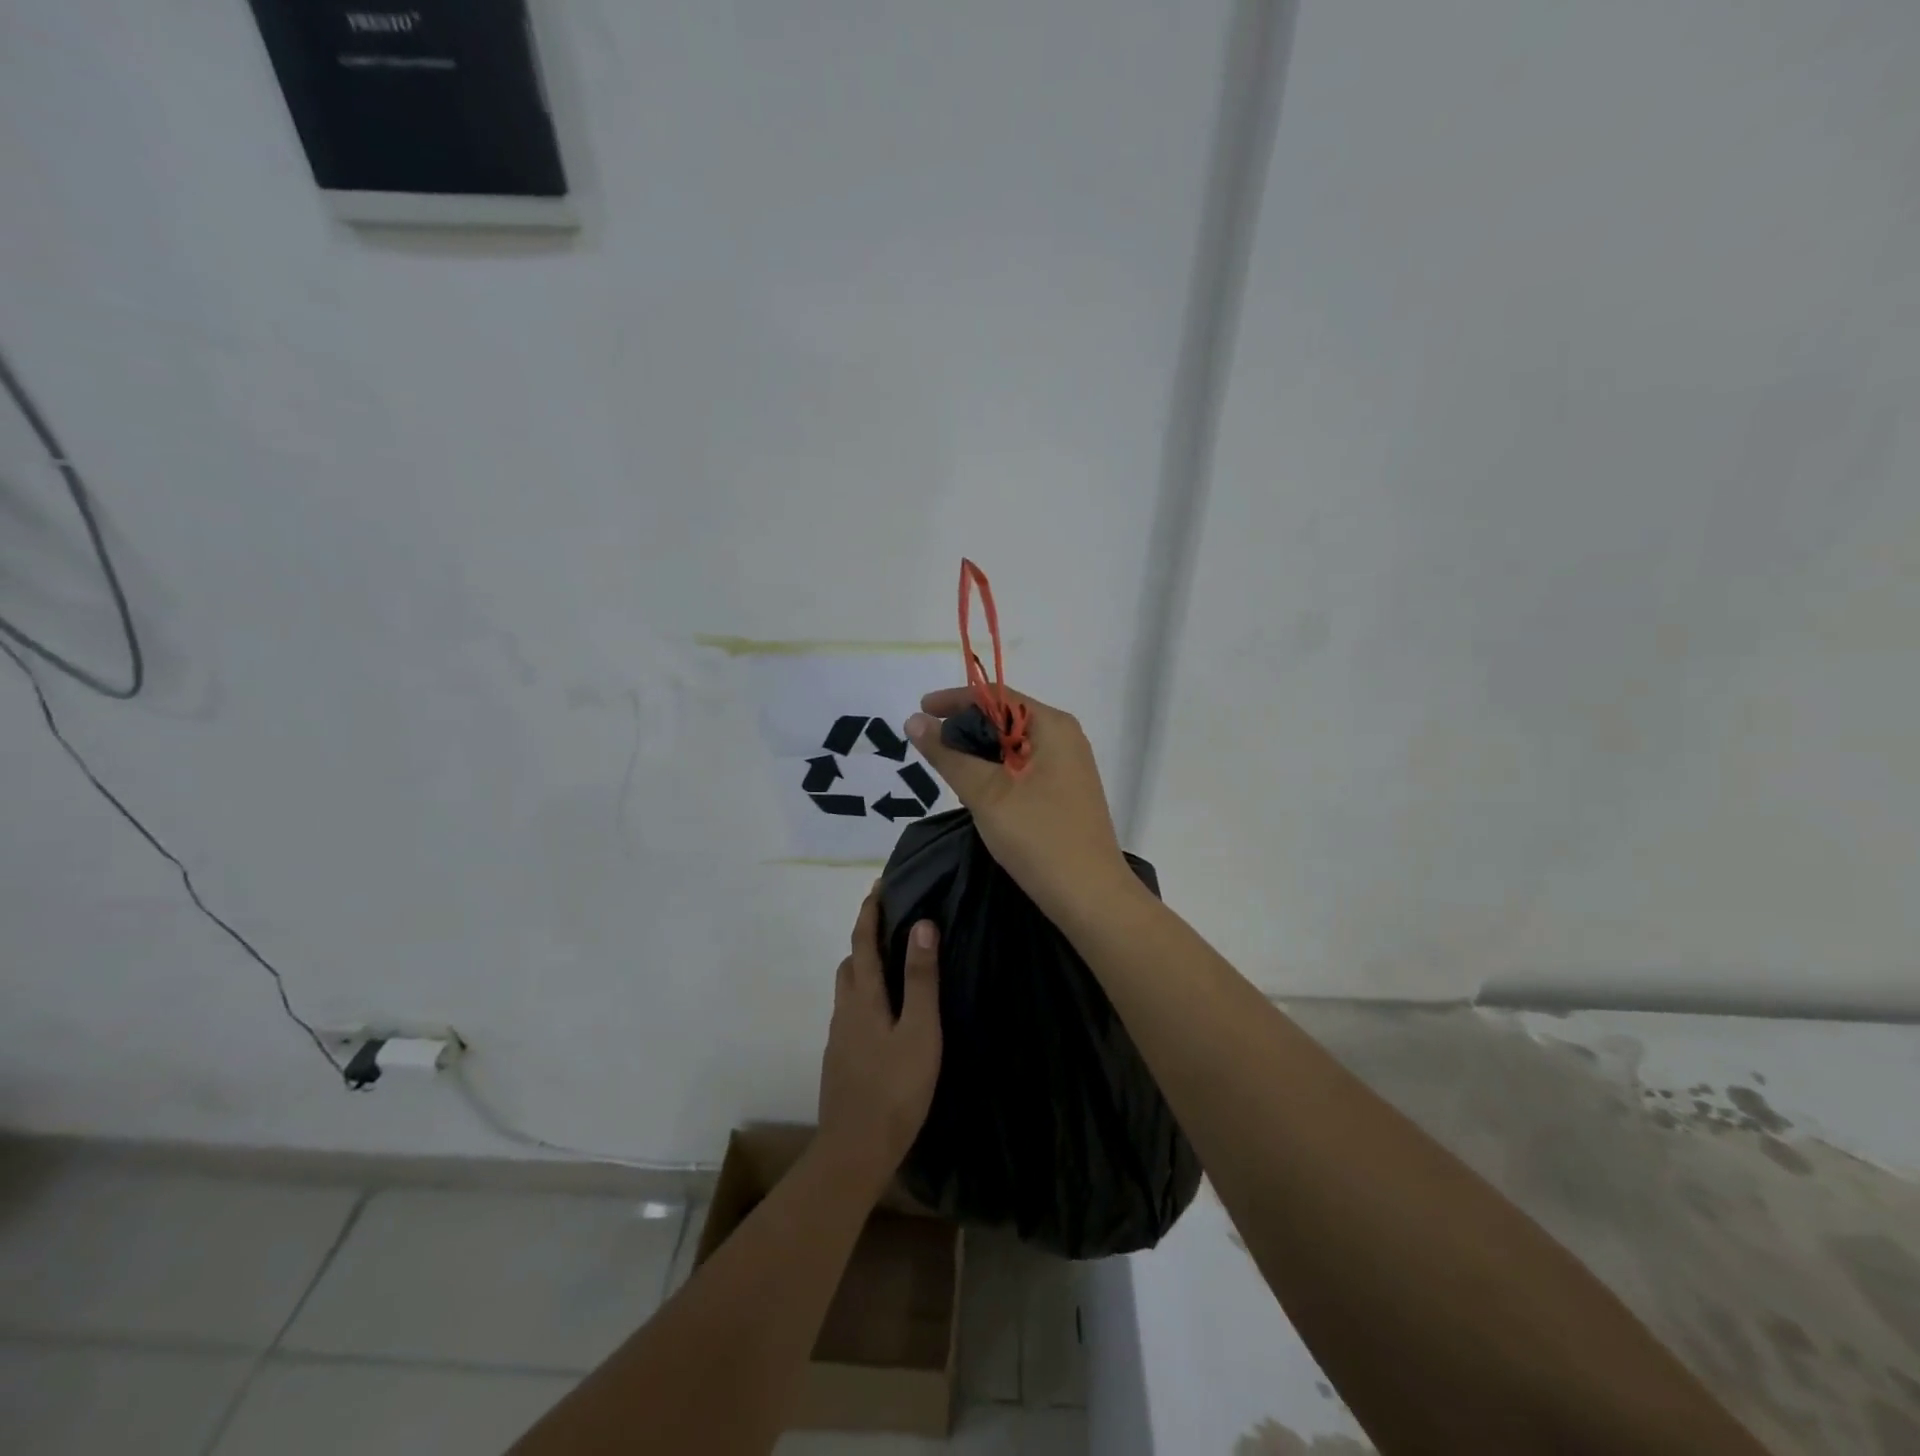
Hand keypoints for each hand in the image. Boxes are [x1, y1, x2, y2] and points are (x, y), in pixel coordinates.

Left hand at [816, 886, 941, 1197]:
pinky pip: (850, 1012)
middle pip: (851, 963)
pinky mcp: (840, 1060)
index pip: (864, 941)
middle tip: (889, 924)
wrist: (855, 1150)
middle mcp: (845, 1010)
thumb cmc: (896, 1088)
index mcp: (864, 997)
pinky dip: (864, 996)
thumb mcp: (920, 1031)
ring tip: (890, 965)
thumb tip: (921, 925)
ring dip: (864, 967)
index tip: (877, 885)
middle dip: (865, 937)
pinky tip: (883, 1015)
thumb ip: (921, 979)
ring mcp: (839, 1038)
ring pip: (848, 989)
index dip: (869, 911)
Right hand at [905, 686, 1138, 926]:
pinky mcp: (1065, 792)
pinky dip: (996, 771)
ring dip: (979, 752)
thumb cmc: (1039, 838)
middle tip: (929, 746)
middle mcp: (1064, 738)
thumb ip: (948, 755)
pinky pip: (1023, 767)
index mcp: (1052, 726)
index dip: (955, 700)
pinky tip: (976, 791)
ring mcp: (1068, 766)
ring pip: (1013, 745)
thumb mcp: (986, 794)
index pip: (996, 696)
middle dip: (965, 727)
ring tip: (946, 768)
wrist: (1091, 898)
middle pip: (1006, 717)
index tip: (920, 710)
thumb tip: (914, 720)